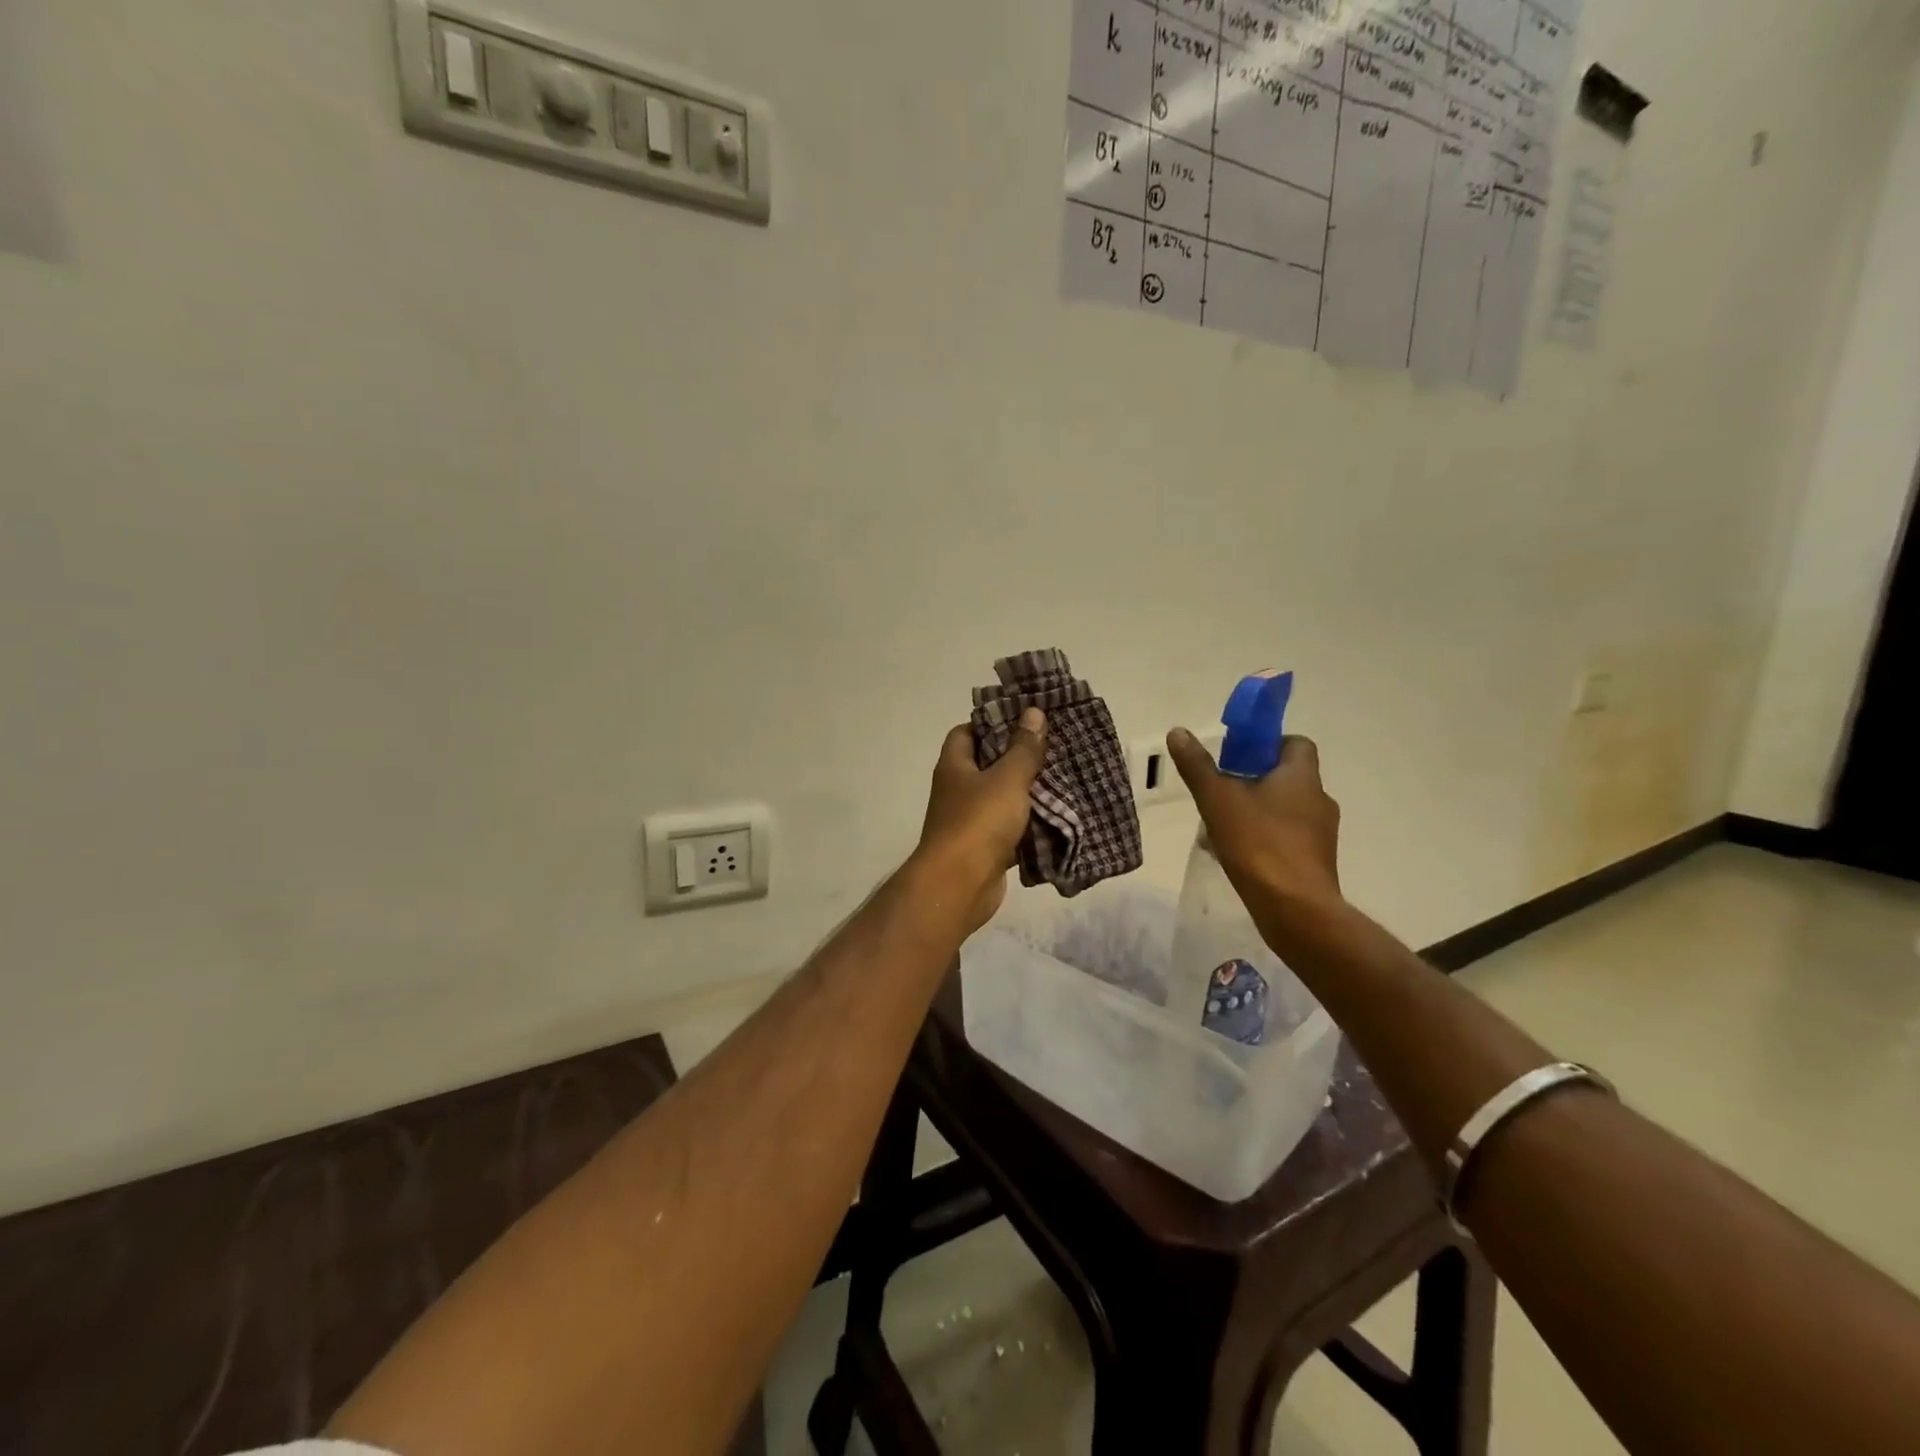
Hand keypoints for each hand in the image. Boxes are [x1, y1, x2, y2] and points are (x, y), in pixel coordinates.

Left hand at [914, 708, 1047, 933]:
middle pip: (987, 764)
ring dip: (1027, 792)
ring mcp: (970, 820)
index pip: (966, 732)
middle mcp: (957, 790)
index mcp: (955, 766)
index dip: (992, 722)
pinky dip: (1029, 824)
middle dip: (1018, 757)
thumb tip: (1033, 712)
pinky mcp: (985, 848)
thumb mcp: (1007, 778)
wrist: (960, 886)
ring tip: (1063, 777)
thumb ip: (1023, 748)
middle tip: (1054, 747)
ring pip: (1002, 798)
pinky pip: (1010, 829)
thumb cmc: (979, 822)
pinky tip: (1057, 817)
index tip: (1025, 719)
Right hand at [1165, 729, 1341, 910]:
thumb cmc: (1259, 844)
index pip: (1295, 743)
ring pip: (1283, 810)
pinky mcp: (1315, 862)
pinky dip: (1263, 839)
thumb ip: (1198, 766)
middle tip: (1220, 791)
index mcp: (1302, 777)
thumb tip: (1178, 732)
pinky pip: (1286, 838)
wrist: (1295, 909)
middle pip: (1286, 777)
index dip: (1267, 744)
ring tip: (1220, 827)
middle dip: (1252, 781)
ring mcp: (1320, 834)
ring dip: (1255, 812)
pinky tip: (1234, 855)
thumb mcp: (1218, 800)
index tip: (1237, 756)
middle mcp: (1318, 800)